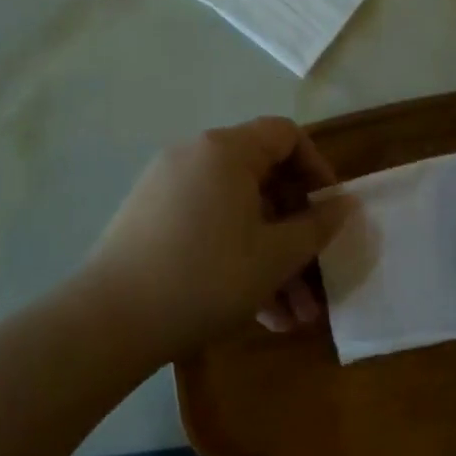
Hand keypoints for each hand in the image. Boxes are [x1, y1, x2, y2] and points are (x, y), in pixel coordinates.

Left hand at [84, 117, 352, 358]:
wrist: (110, 321)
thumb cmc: (206, 277)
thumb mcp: (275, 256)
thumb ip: (317, 226)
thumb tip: (345, 205)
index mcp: (226, 150)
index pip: (286, 135)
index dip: (318, 168)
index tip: (331, 211)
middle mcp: (195, 157)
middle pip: (262, 181)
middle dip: (296, 233)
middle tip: (318, 277)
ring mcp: (168, 188)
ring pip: (238, 215)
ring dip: (271, 259)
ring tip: (295, 316)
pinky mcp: (151, 220)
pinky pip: (209, 228)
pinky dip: (237, 259)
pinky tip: (261, 314)